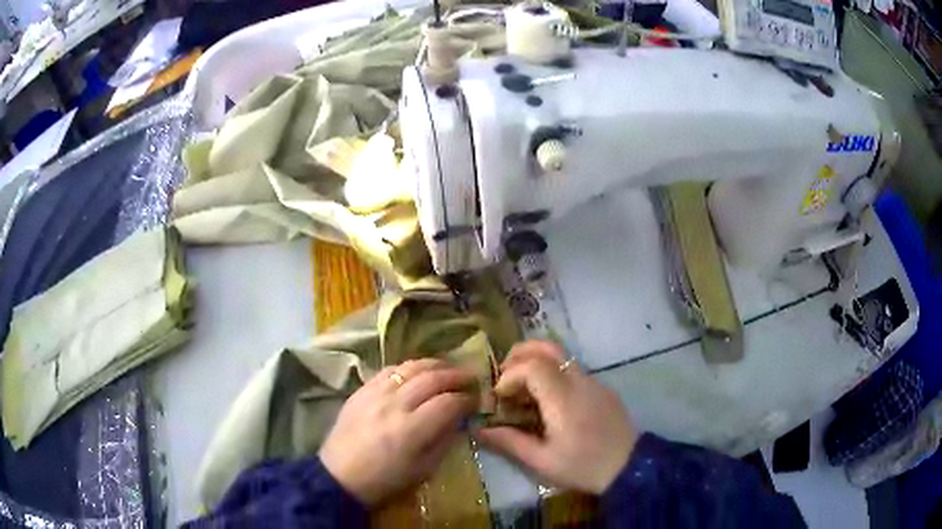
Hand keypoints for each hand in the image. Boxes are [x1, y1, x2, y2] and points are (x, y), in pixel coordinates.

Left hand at [319, 358, 476, 505]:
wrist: (340, 476)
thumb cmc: (385, 480)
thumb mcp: (424, 469)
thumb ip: (444, 440)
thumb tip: (460, 419)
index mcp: (412, 430)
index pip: (449, 402)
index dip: (467, 399)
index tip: (477, 400)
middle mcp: (394, 405)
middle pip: (432, 378)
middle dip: (456, 375)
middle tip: (471, 377)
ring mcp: (375, 394)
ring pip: (411, 367)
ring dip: (434, 365)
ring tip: (448, 368)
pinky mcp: (361, 390)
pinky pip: (389, 370)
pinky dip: (408, 367)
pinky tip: (417, 372)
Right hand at [475, 341, 637, 493]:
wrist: (629, 467)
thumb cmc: (583, 467)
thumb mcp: (542, 461)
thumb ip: (510, 442)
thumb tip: (479, 430)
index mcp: (563, 399)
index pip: (532, 366)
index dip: (510, 375)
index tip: (500, 396)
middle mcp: (579, 381)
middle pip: (547, 347)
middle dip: (520, 354)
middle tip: (504, 376)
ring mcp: (593, 381)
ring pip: (561, 355)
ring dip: (535, 362)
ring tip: (522, 388)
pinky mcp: (601, 388)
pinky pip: (572, 369)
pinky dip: (552, 372)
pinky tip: (547, 399)